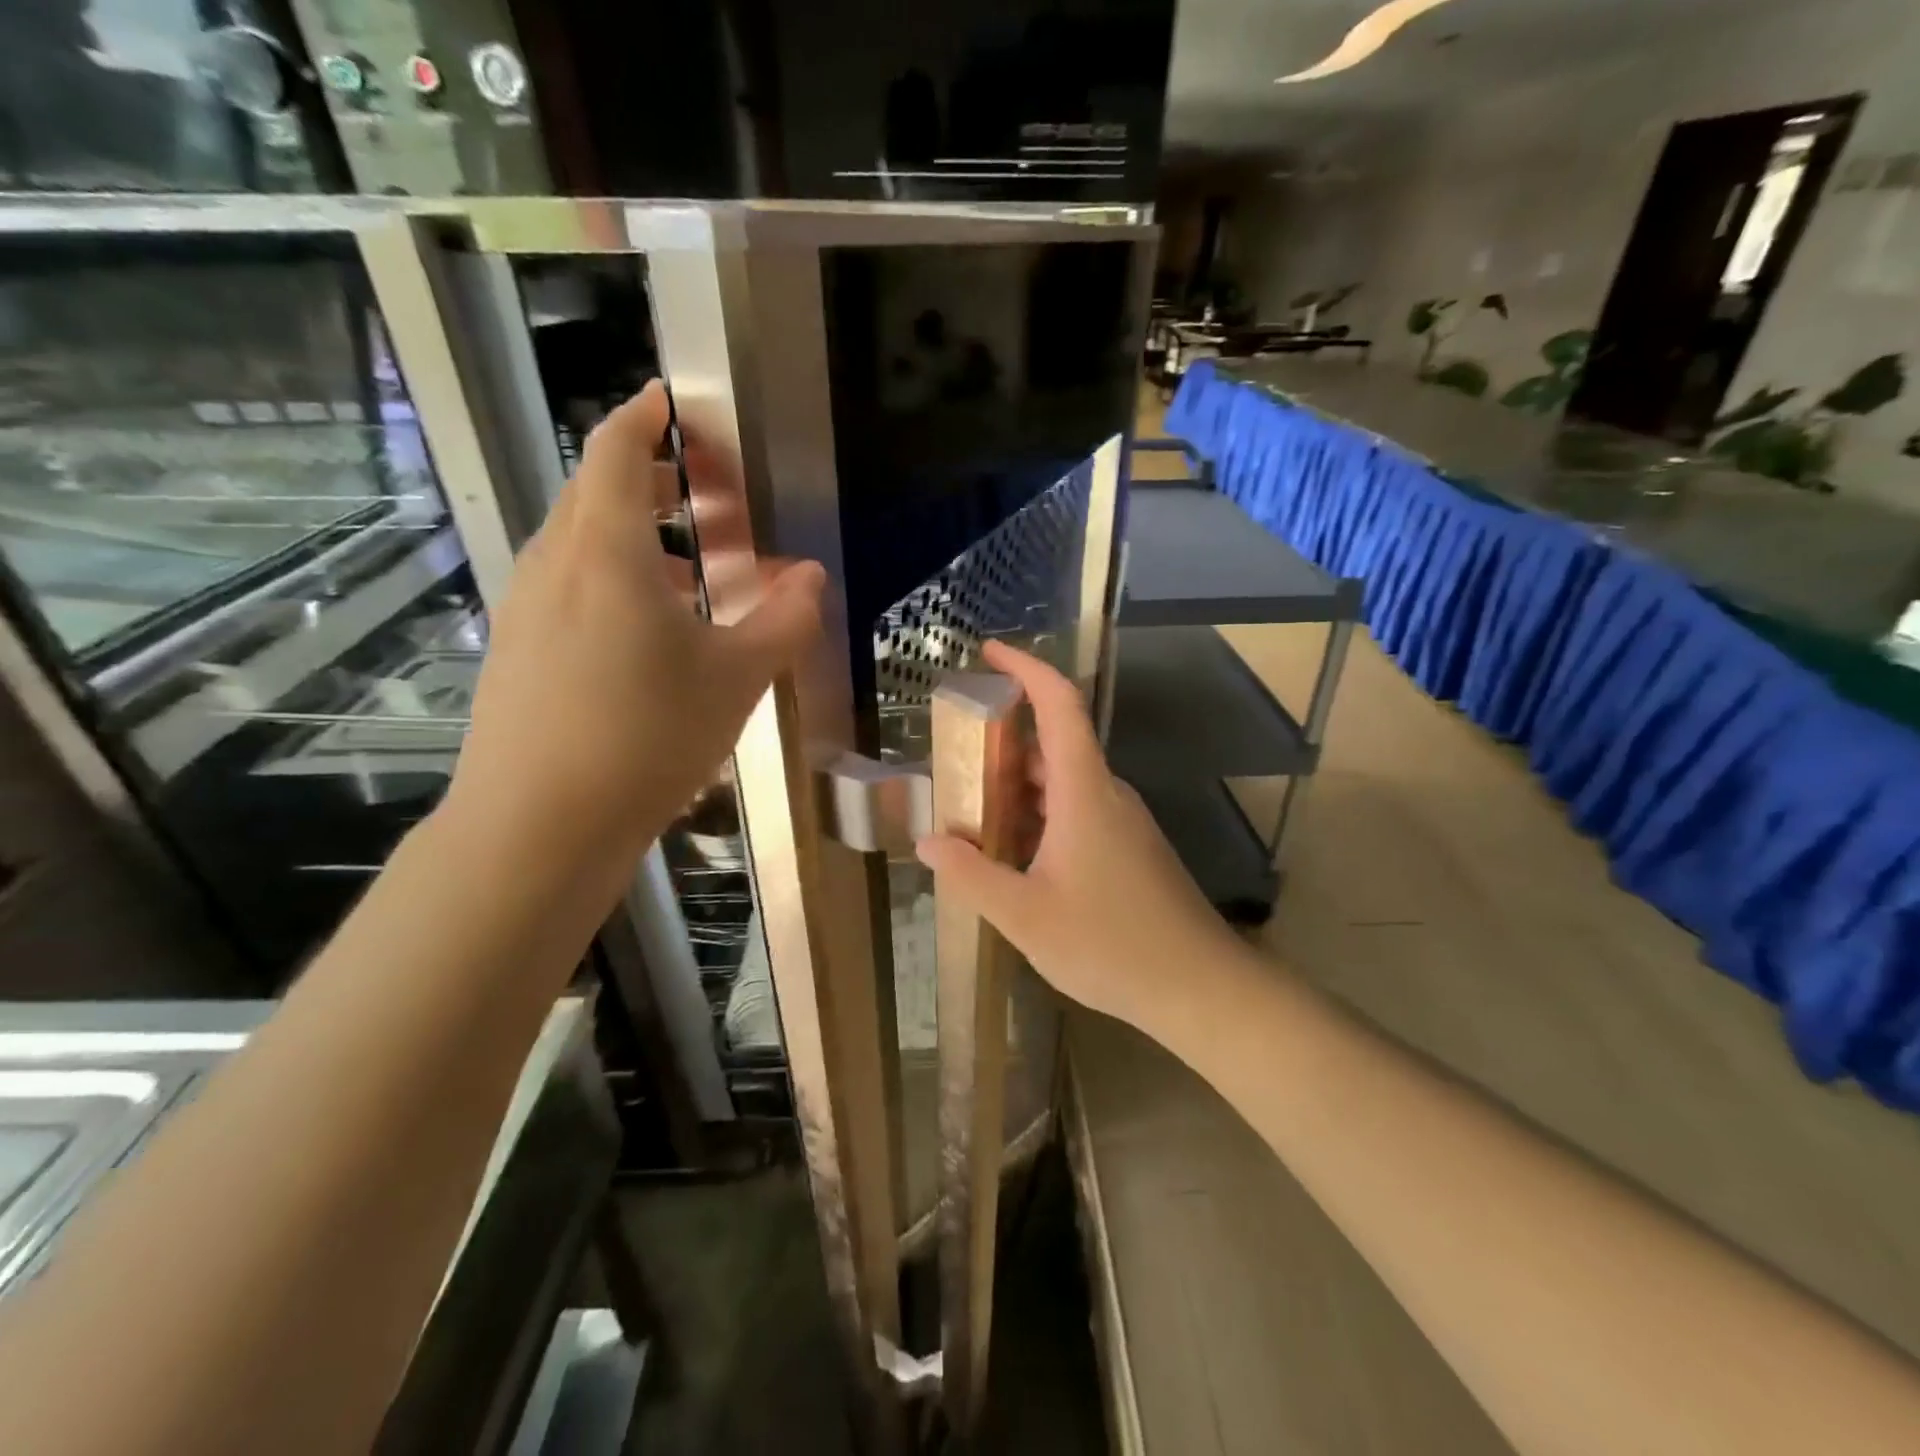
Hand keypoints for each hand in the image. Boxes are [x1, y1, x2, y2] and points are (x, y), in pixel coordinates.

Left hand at [447, 382, 823, 868]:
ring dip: (631, 535)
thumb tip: (812, 578)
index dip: (645, 416)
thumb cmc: (646, 736)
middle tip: (702, 488)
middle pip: (594, 492)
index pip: (615, 449)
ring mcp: (525, 608)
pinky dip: (610, 579)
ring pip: (578, 543)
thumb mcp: (736, 679)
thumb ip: (782, 622)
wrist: (537, 826)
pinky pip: (566, 588)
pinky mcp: (516, 651)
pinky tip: (647, 631)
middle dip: (647, 476)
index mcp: (605, 550)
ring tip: (688, 566)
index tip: (674, 402)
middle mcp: (553, 564)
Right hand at [916, 640, 1237, 1030]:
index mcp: (1084, 791)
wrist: (1199, 987)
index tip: (988, 653)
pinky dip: (1040, 817)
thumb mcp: (1025, 916)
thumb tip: (929, 841)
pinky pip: (1078, 812)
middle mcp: (1106, 794)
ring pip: (1064, 783)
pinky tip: (1014, 857)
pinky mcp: (1130, 848)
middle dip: (1002, 743)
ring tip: (972, 813)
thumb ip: (971, 875)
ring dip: (1019, 788)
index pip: (1059, 704)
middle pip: (1054, 744)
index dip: (1025, 669)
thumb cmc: (1110, 945)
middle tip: (953, 760)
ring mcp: (1123, 822)